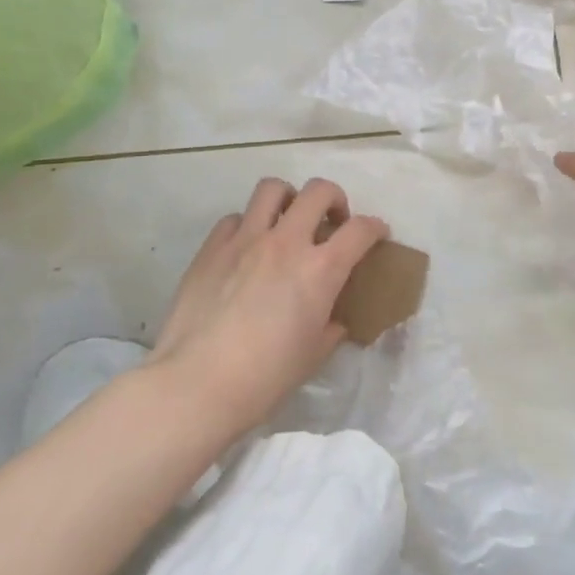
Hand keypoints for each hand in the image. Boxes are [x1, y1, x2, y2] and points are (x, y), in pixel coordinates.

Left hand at [150, 176, 387, 434]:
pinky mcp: (211, 248)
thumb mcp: (314, 355)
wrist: (196, 385)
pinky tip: (245, 249)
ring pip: (272, 188)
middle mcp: (286, 242)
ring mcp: (245, 240)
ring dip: (288, 199)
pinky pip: (234, 219)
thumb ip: (330, 327)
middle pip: (319, 191)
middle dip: (334, 199)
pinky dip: (246, 226)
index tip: (377, 234)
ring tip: (287, 221)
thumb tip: (333, 320)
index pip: (361, 229)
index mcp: (320, 270)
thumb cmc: (265, 378)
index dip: (375, 227)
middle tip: (331, 221)